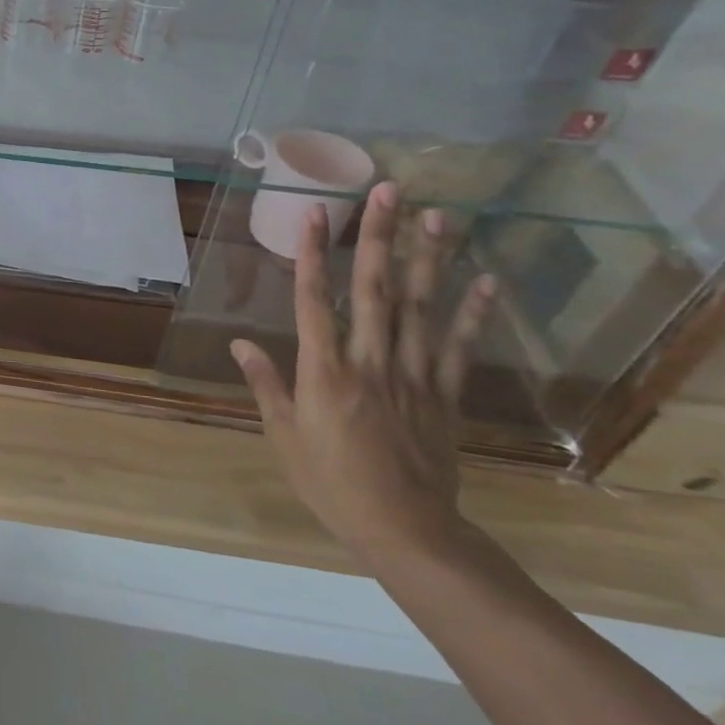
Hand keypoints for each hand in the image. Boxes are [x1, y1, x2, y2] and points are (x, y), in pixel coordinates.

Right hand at [230, 182, 493, 565]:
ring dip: (429, 259)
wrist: (407, 531)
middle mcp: (370, 362)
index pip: (314, 302)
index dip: (312, 255)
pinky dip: (474, 313)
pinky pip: (460, 348)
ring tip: (438, 216)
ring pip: (421, 308)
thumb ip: (266, 385)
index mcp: (324, 372)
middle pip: (376, 291)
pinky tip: (485, 280)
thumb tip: (240, 344)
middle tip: (390, 192)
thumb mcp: (284, 437)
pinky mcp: (444, 394)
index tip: (313, 213)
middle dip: (380, 238)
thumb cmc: (332, 484)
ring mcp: (414, 376)